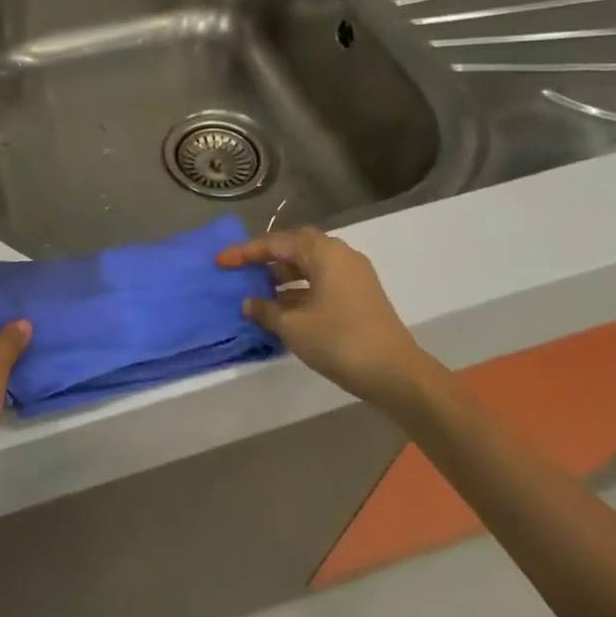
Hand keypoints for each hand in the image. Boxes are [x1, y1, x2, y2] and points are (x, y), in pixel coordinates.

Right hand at [218, 227, 442, 413]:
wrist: (394, 373)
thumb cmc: (339, 341)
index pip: (277, 243)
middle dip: (267, 257)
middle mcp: (341, 255)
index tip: (221, 262)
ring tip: (259, 291)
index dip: (245, 252)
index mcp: (324, 253)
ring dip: (284, 274)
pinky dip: (300, 288)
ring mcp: (354, 276)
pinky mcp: (360, 295)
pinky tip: (283, 308)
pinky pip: (322, 281)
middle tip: (243, 269)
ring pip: (310, 265)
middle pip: (296, 247)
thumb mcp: (293, 326)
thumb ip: (266, 310)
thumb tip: (249, 303)